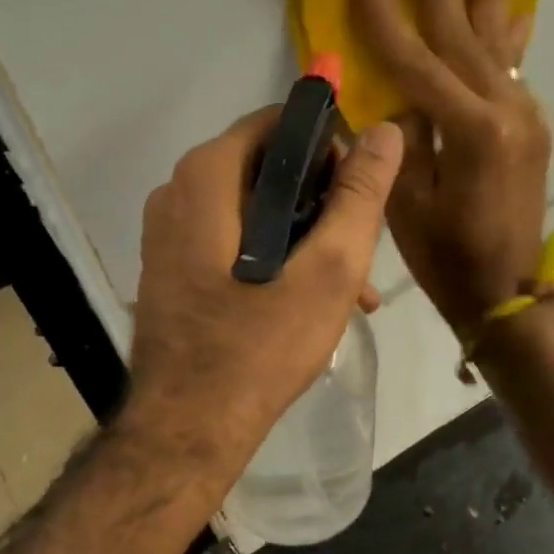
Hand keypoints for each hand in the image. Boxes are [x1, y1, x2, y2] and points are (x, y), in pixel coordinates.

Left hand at [125, 106, 404, 482]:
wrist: (188, 429)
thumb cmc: (262, 344)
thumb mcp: (329, 267)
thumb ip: (359, 194)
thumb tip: (385, 131)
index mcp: (206, 175)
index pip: (279, 124)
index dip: (330, 148)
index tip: (360, 194)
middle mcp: (176, 192)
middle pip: (268, 169)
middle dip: (322, 204)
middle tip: (360, 251)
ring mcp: (169, 233)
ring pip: (255, 211)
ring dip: (306, 239)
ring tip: (352, 289)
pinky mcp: (172, 269)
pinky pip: (234, 242)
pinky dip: (275, 258)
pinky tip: (313, 302)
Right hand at [351, 0, 550, 335]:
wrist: (509, 292)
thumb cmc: (447, 259)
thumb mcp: (407, 204)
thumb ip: (403, 138)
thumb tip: (398, 95)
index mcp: (468, 130)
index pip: (415, 58)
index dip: (385, 13)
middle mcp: (504, 110)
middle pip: (463, 32)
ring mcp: (524, 115)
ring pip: (497, 41)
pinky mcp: (531, 126)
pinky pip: (514, 68)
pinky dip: (509, 34)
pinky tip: (516, 6)